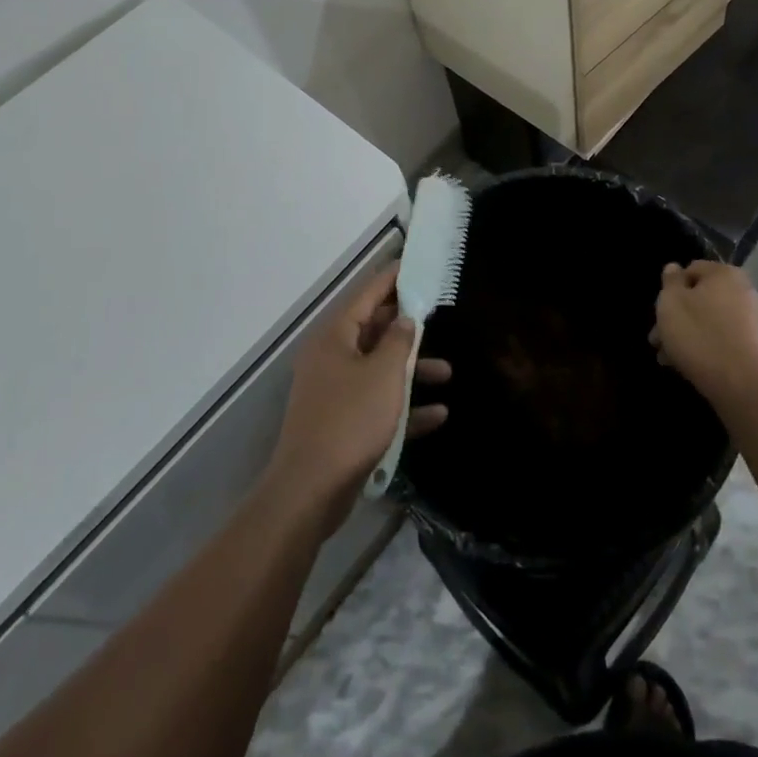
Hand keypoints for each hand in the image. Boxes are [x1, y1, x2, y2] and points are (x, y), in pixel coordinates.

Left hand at [268, 265, 450, 527]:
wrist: (310, 491)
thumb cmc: (350, 420)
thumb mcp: (383, 374)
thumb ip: (399, 341)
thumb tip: (405, 319)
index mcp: (335, 337)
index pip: (366, 294)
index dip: (392, 278)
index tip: (414, 264)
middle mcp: (331, 358)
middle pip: (373, 331)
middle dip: (407, 327)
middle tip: (436, 313)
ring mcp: (335, 392)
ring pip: (379, 369)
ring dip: (412, 370)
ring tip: (447, 372)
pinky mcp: (342, 423)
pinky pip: (378, 404)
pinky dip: (405, 407)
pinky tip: (438, 415)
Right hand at [650, 261, 757, 407]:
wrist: (742, 385)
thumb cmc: (700, 336)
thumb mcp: (671, 303)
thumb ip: (670, 281)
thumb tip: (674, 268)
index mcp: (725, 273)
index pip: (691, 270)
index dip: (670, 291)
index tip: (659, 315)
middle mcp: (746, 291)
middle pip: (702, 299)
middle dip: (678, 319)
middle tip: (659, 343)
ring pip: (714, 322)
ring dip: (692, 336)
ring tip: (672, 360)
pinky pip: (729, 341)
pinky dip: (711, 348)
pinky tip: (696, 367)